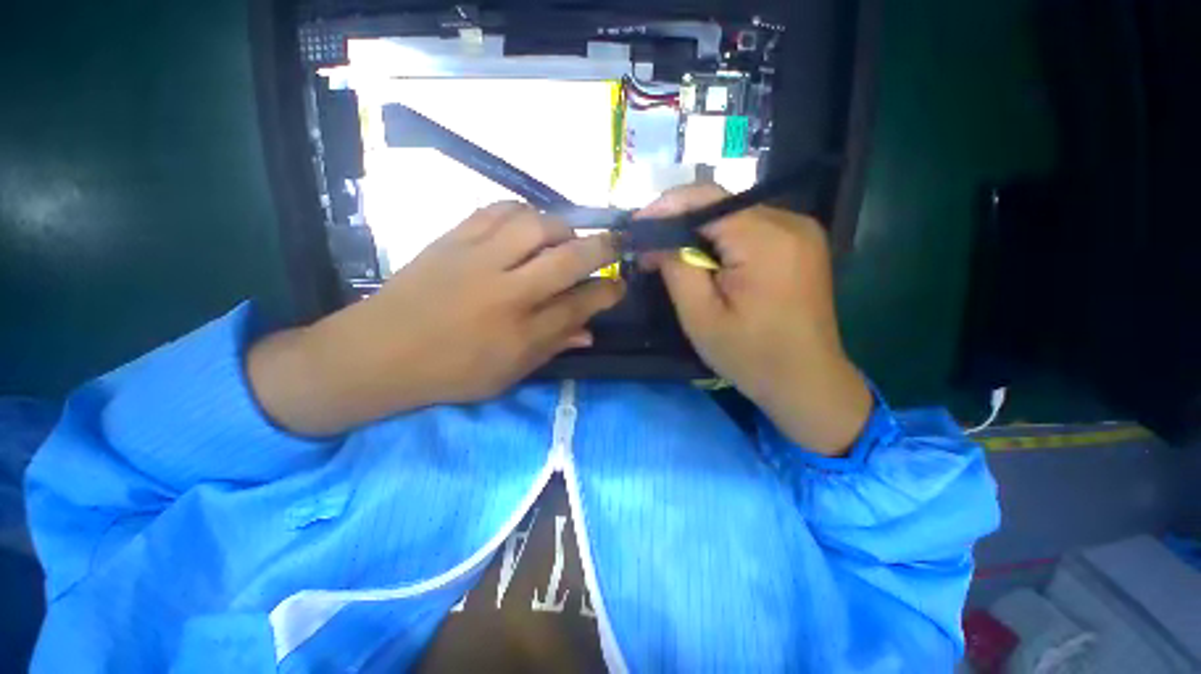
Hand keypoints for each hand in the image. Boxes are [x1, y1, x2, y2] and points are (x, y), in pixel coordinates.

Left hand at [248, 203, 623, 435]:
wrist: (377, 353)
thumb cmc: (449, 373)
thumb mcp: (508, 374)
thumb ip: (553, 347)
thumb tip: (590, 332)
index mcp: (521, 333)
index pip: (581, 304)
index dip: (608, 292)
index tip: (620, 286)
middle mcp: (507, 292)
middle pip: (568, 259)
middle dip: (602, 248)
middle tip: (615, 244)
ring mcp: (478, 259)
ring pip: (536, 225)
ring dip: (564, 226)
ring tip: (569, 235)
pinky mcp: (452, 239)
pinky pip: (496, 210)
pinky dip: (522, 211)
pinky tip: (529, 222)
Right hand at [641, 184, 871, 455]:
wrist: (807, 381)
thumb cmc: (750, 355)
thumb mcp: (700, 316)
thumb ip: (675, 268)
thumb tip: (654, 239)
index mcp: (766, 240)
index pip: (706, 199)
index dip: (665, 206)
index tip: (636, 226)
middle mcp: (790, 221)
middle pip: (720, 204)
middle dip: (678, 221)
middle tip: (649, 246)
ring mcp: (801, 230)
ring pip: (733, 214)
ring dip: (698, 231)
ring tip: (671, 254)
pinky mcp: (801, 242)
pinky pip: (750, 227)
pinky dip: (721, 238)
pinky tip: (705, 259)